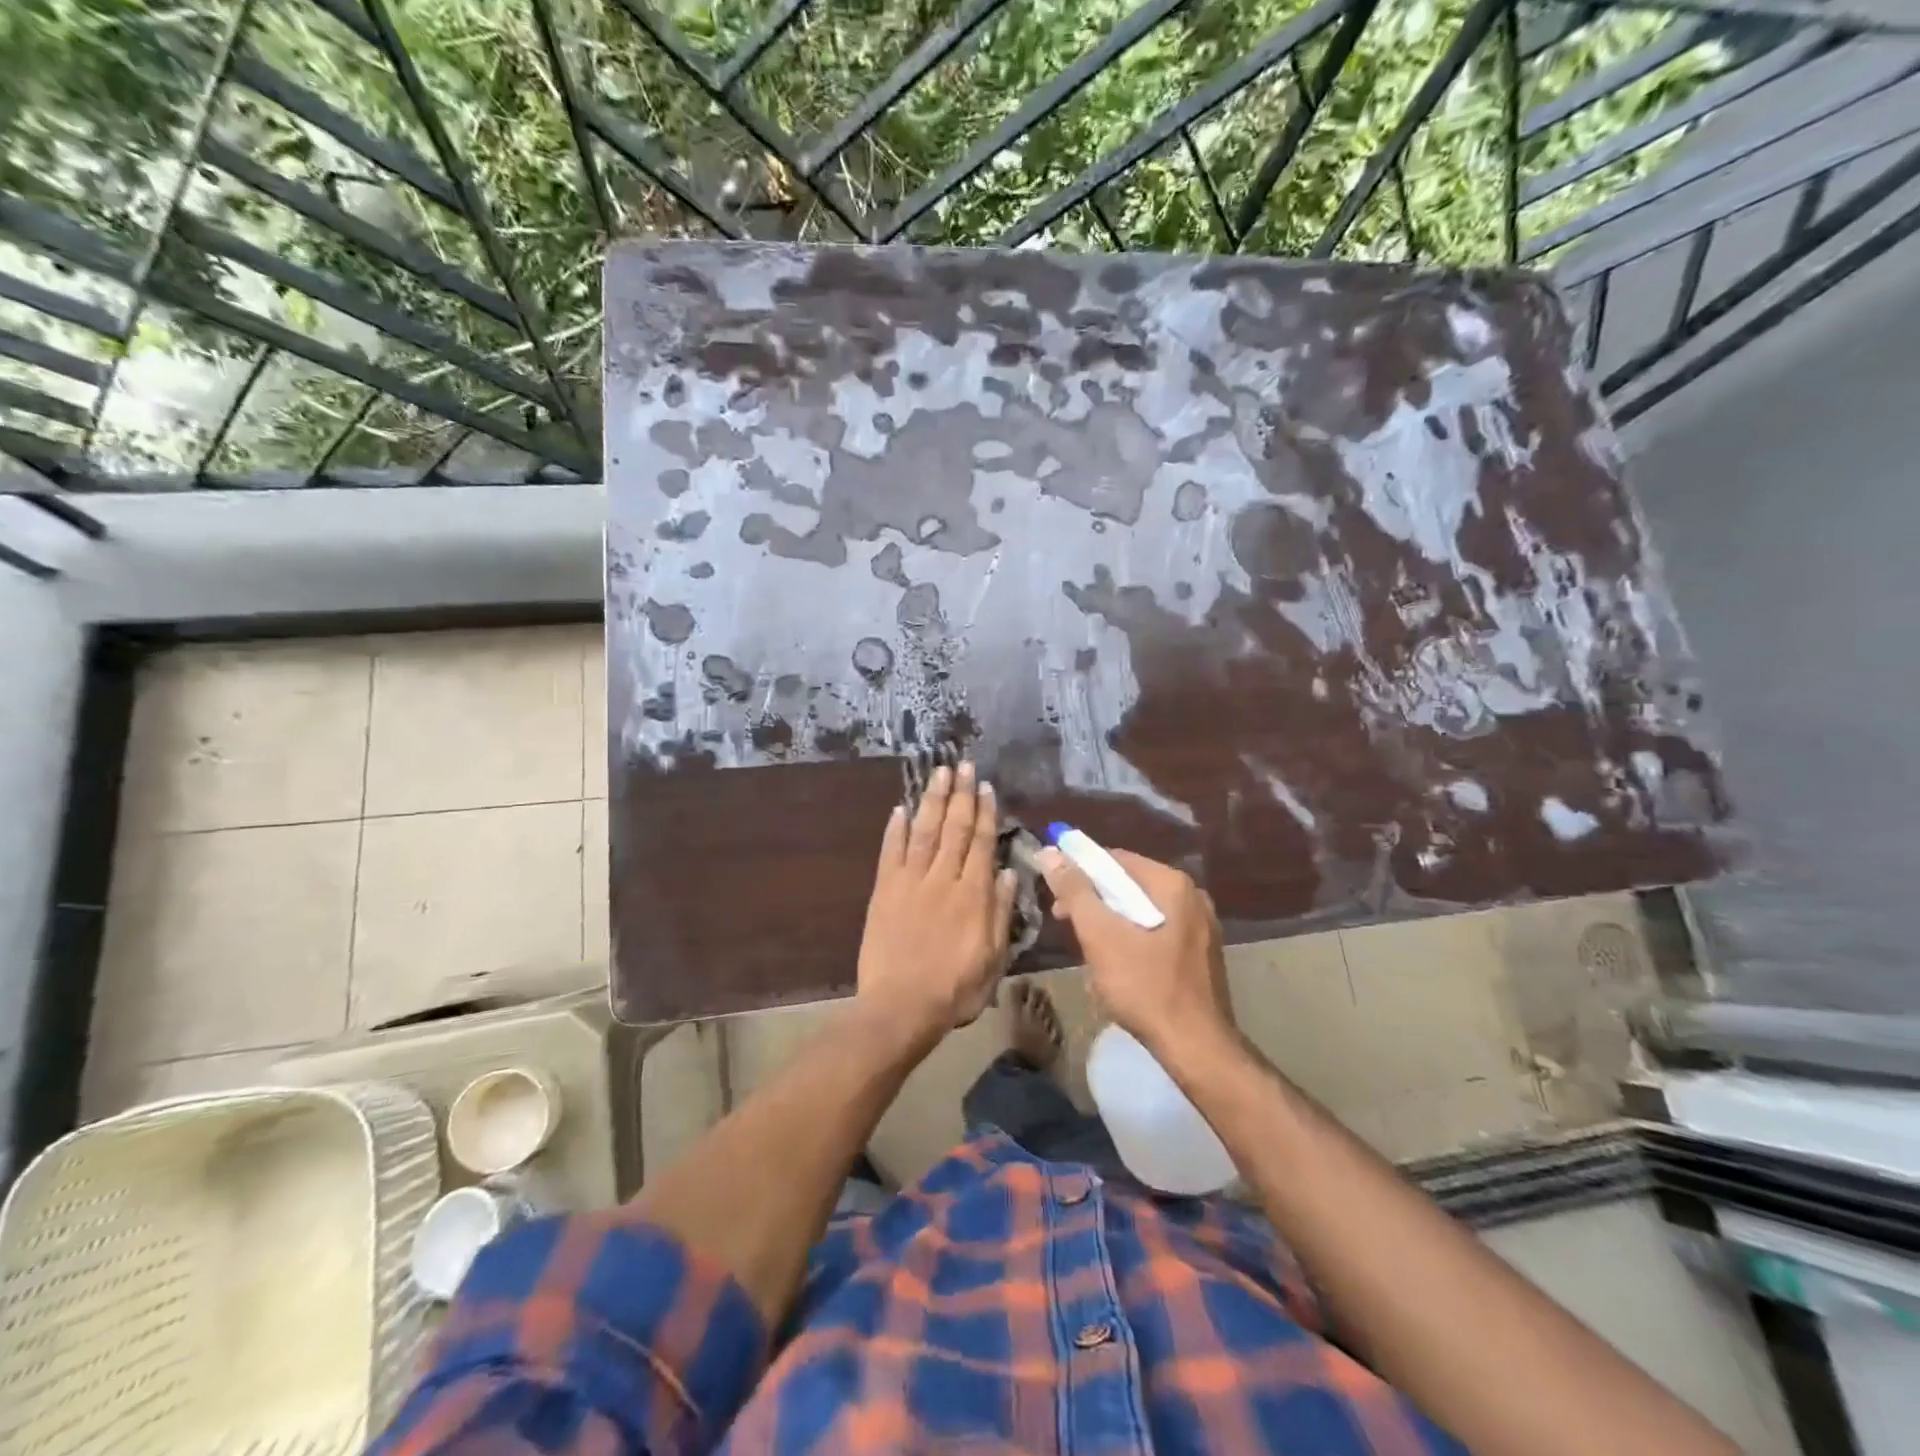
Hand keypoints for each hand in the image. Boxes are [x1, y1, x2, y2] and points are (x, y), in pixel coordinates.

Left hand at [856, 761, 1017, 1041]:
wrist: (901, 1007)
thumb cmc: (955, 989)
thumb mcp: (993, 958)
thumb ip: (1001, 912)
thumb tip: (1008, 872)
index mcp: (973, 894)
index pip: (981, 843)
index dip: (985, 812)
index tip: (986, 786)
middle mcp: (942, 879)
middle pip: (954, 828)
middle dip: (960, 794)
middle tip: (963, 764)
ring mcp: (910, 882)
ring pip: (924, 831)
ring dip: (932, 800)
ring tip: (938, 773)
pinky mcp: (883, 891)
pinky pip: (890, 852)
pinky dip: (895, 830)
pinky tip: (900, 809)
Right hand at [1034, 846, 1234, 1060]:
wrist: (1196, 1048)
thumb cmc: (1145, 987)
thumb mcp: (1101, 935)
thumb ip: (1075, 891)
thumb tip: (1051, 852)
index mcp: (1173, 885)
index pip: (1115, 859)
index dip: (1079, 871)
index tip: (1054, 893)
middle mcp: (1193, 897)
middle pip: (1130, 884)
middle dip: (1093, 900)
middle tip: (1064, 921)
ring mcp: (1201, 927)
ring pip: (1142, 910)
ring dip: (1110, 922)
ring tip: (1087, 947)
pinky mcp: (1201, 954)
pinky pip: (1157, 932)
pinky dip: (1132, 938)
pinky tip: (1117, 964)